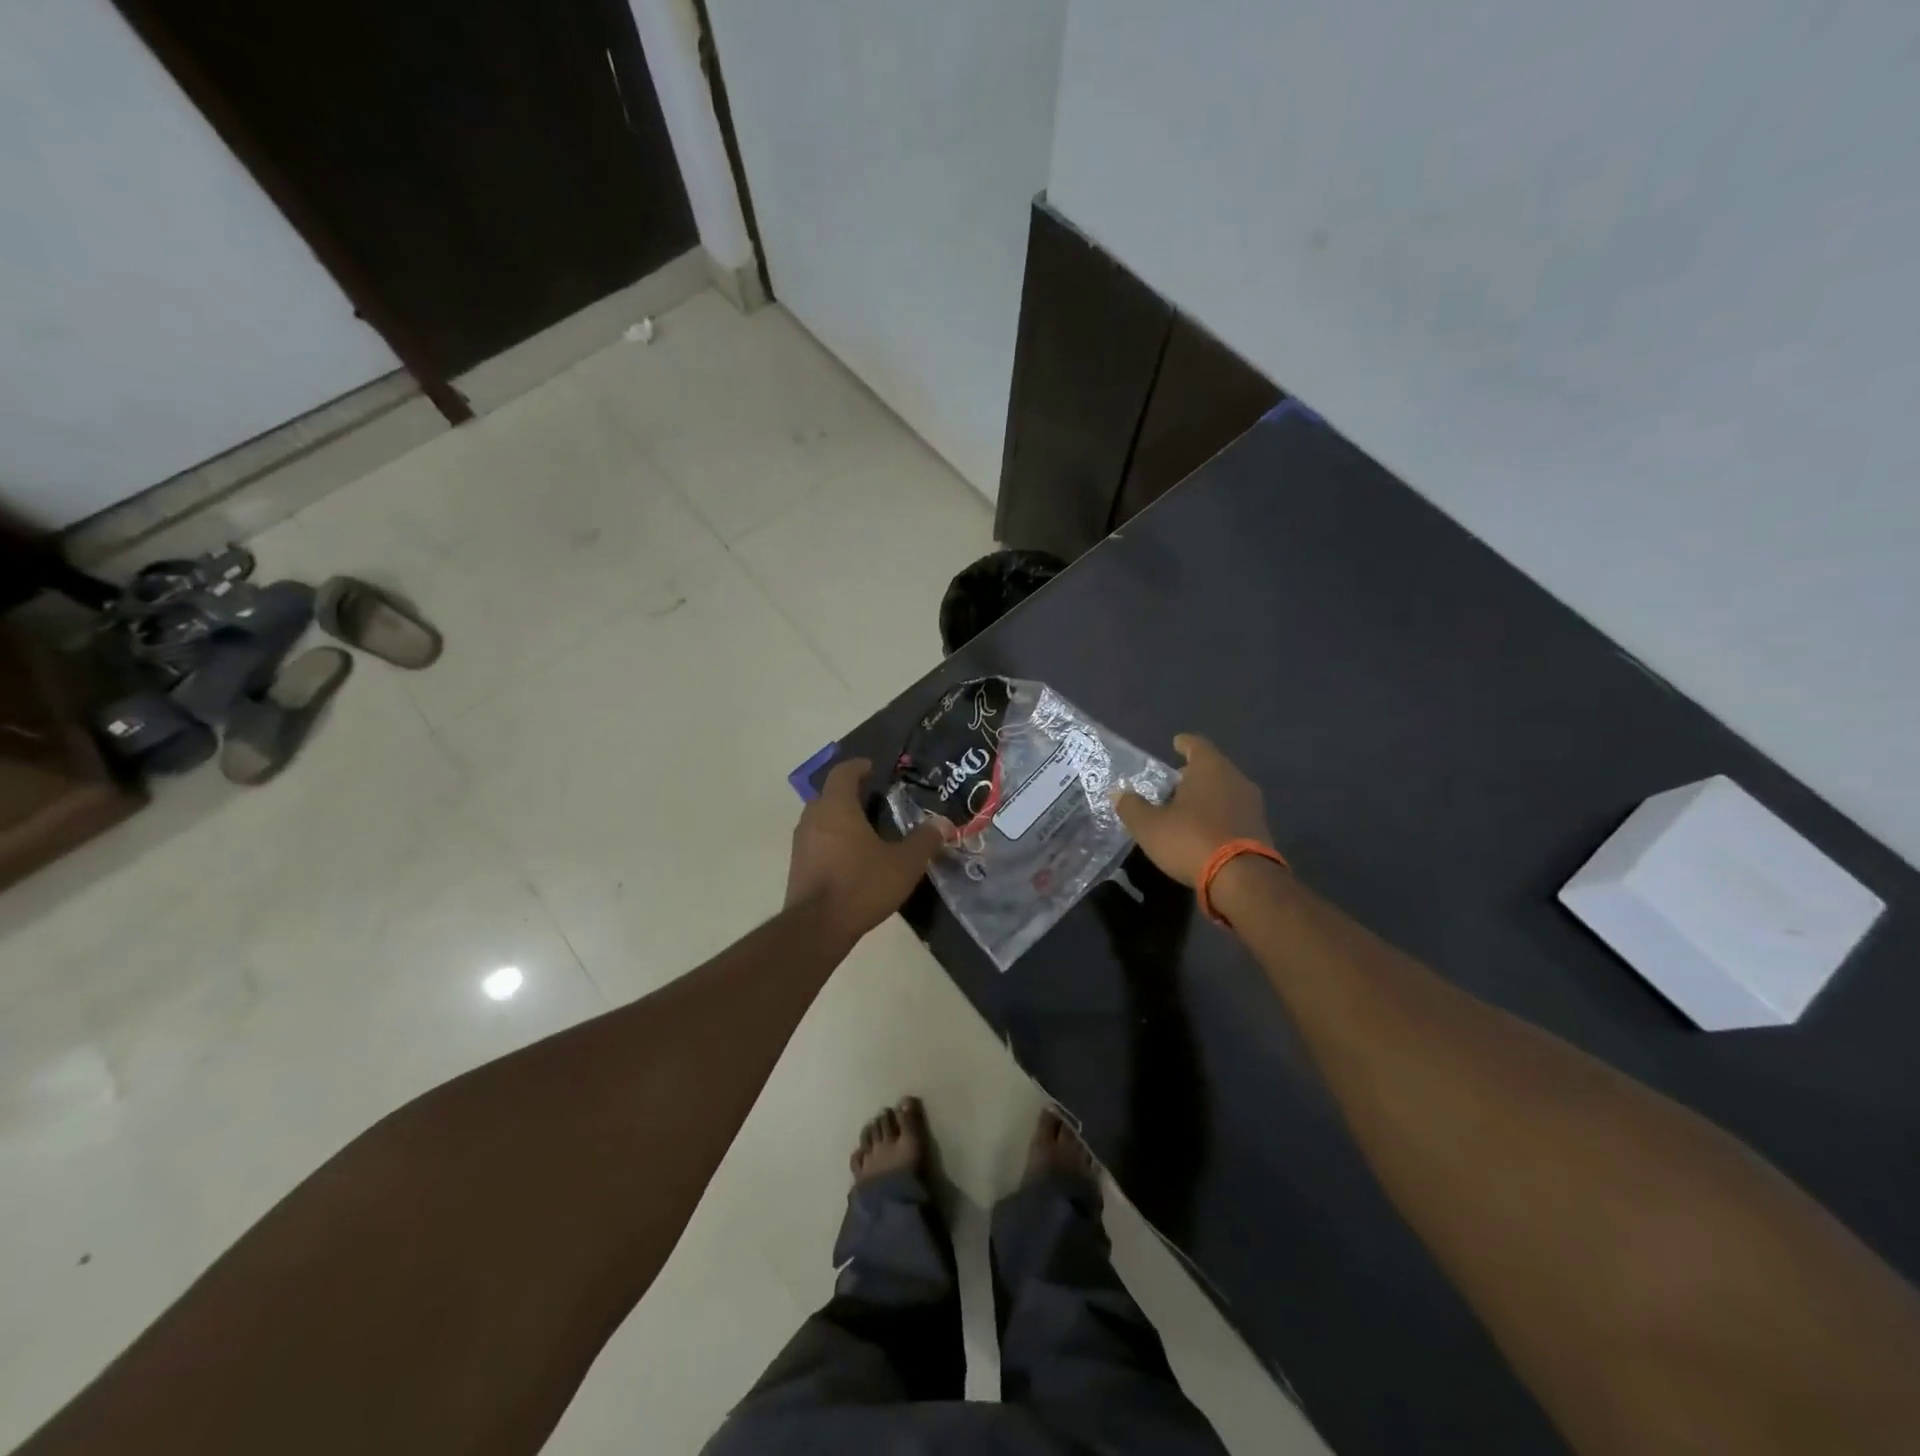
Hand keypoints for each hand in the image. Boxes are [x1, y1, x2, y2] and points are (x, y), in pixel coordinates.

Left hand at [786, 758, 944, 942]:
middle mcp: (813, 818)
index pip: (843, 773)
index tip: (872, 767)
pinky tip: (851, 857)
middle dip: (850, 793)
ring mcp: (800, 842)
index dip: (858, 766)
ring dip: (839, 818)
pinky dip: (831, 840)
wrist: (817, 927)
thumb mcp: (904, 864)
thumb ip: (924, 840)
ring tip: (865, 830)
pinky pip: (816, 841)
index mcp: (837, 807)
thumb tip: (943, 823)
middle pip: (829, 794)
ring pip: (820, 819)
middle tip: (875, 801)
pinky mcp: (797, 865)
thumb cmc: (861, 885)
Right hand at [1113, 734, 1271, 887]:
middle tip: (1173, 783)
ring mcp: (1252, 805)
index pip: (1196, 744)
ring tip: (1187, 808)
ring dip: (1207, 796)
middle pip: (1212, 768)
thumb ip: (1132, 807)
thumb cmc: (1191, 840)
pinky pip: (1234, 813)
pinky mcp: (1260, 829)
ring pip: (1225, 791)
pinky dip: (1219, 816)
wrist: (1242, 879)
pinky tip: (1205, 830)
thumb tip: (1118, 793)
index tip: (1175, 744)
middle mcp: (1236, 779)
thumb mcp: (1149, 826)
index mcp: (1210, 768)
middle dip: (1193, 774)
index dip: (1183, 744)